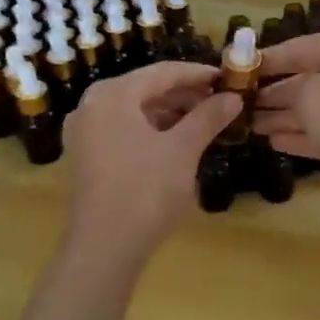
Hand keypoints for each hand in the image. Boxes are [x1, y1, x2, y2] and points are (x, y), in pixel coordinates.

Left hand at [61, 62, 239, 259]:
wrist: (104, 247)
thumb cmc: (146, 190)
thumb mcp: (183, 149)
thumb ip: (208, 117)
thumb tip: (234, 97)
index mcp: (113, 94)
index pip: (163, 72)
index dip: (199, 74)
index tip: (228, 78)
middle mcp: (92, 104)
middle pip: (147, 88)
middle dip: (185, 94)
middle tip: (221, 101)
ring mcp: (85, 131)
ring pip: (135, 110)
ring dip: (170, 112)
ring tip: (205, 120)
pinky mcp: (86, 155)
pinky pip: (124, 129)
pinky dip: (152, 129)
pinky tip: (178, 140)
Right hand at [255, 30, 319, 214]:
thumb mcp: (312, 96)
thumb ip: (287, 90)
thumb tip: (275, 94)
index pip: (301, 47)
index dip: (267, 59)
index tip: (237, 71)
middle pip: (309, 78)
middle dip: (274, 93)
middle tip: (239, 104)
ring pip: (318, 108)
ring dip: (284, 116)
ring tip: (249, 125)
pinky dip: (304, 135)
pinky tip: (275, 141)